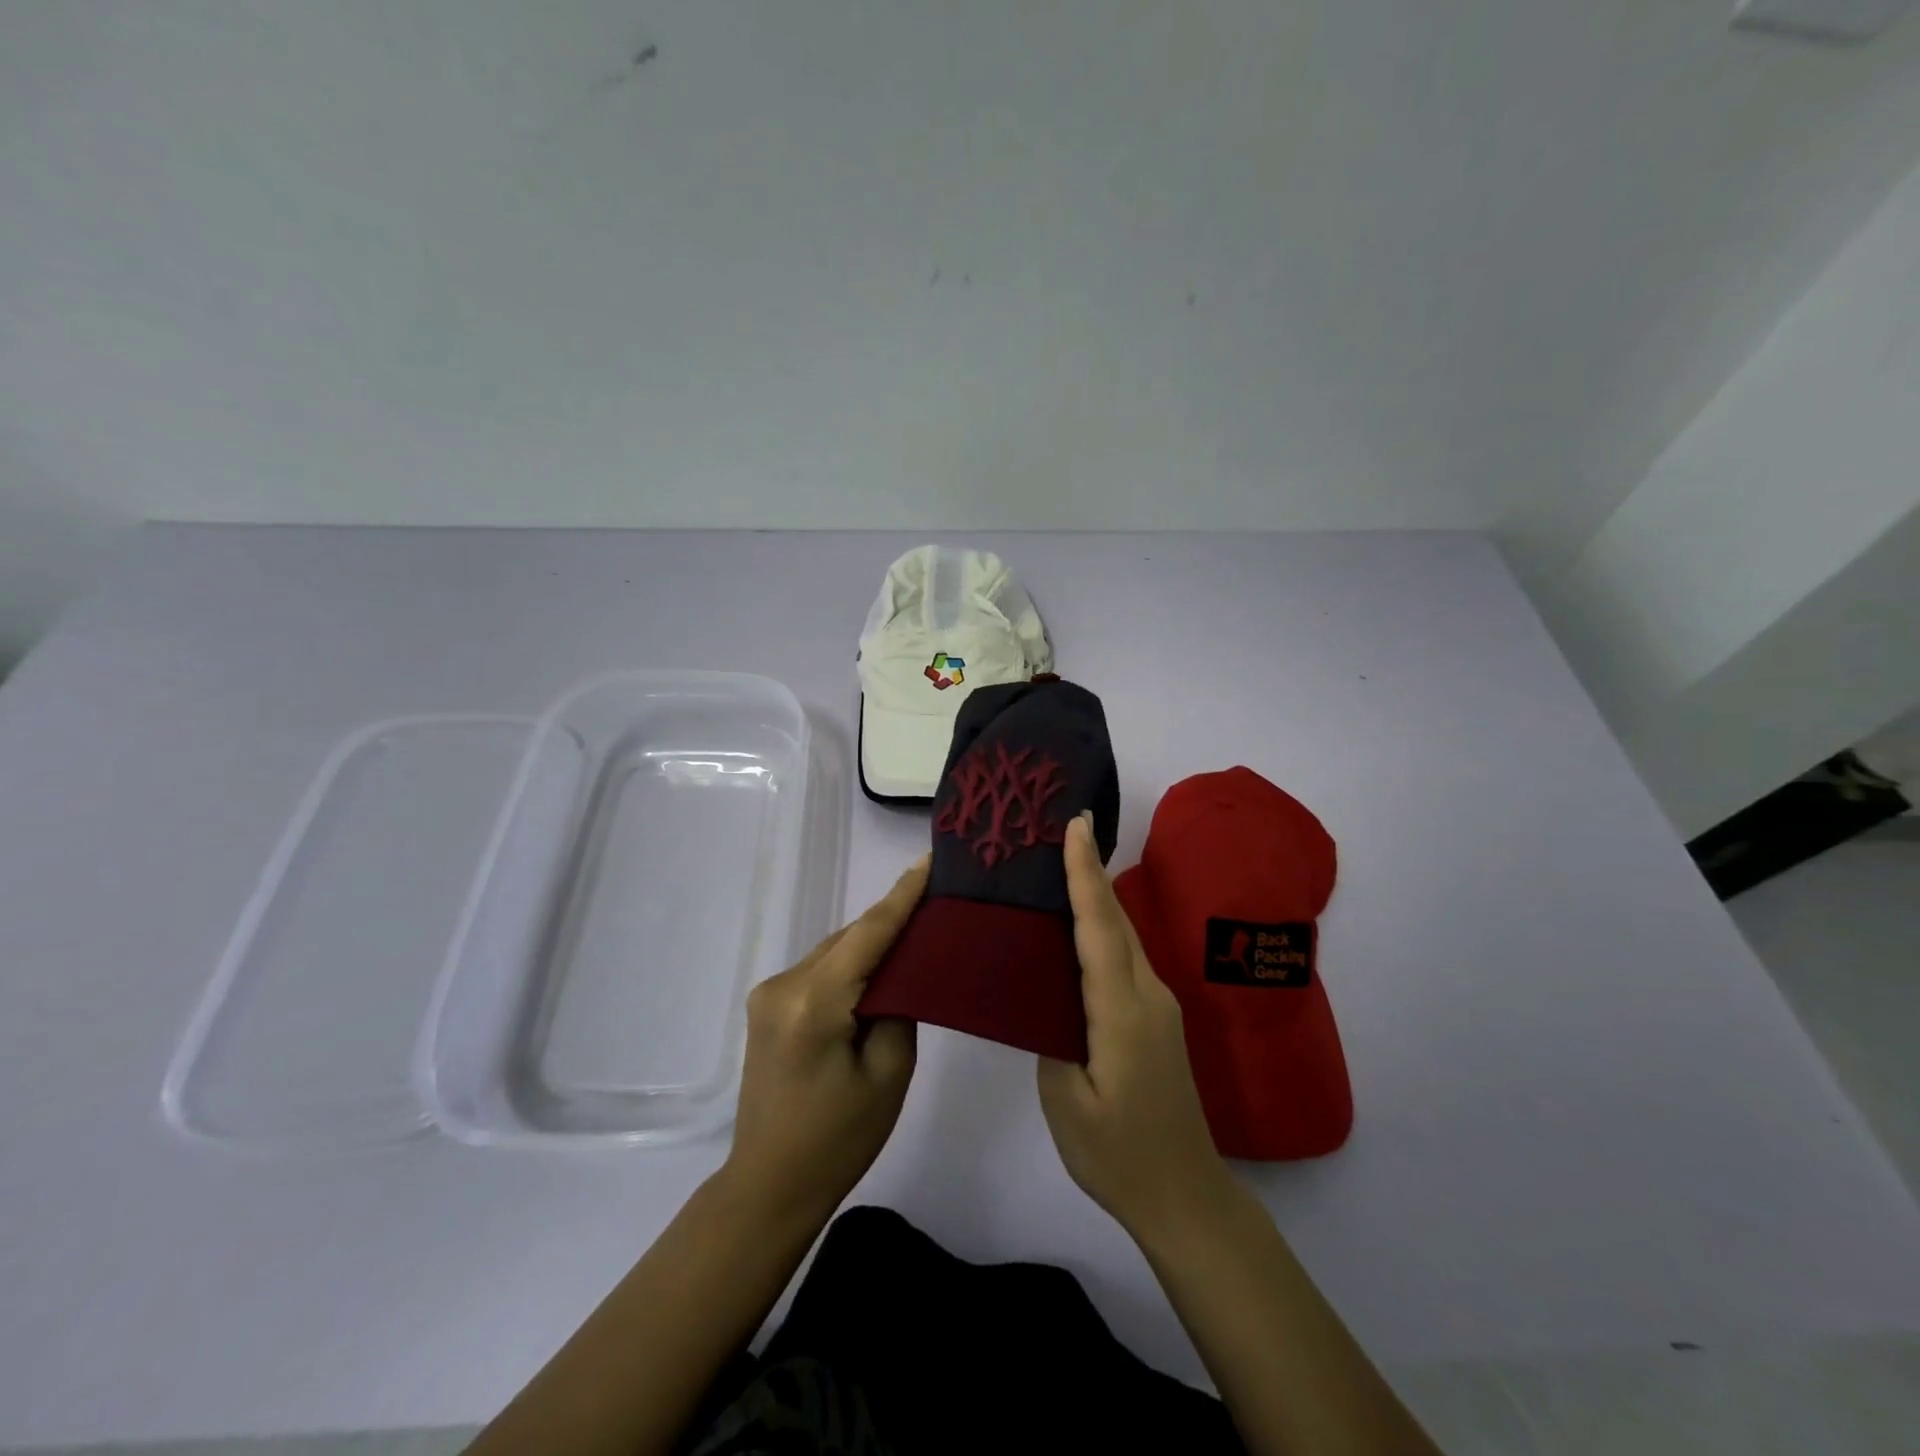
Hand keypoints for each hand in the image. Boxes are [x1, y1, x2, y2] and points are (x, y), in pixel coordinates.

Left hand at [720, 856, 929, 1225]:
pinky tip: (878, 968)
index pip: (868, 933)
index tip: (929, 859)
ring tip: (916, 932)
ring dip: (871, 944)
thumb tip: (900, 971)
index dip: (903, 895)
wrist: (769, 1185)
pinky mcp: (768, 1005)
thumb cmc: (838, 1139)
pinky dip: (850, 964)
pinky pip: (820, 969)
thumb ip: (899, 1007)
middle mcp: (784, 985)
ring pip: (834, 951)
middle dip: (892, 920)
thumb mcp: (889, 1073)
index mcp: (813, 1002)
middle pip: (849, 938)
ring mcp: (770, 993)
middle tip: (938, 902)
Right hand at [1038, 814, 1234, 1240]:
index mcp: (1122, 1010)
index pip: (1099, 926)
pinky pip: (1125, 957)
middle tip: (1061, 828)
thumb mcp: (1066, 1100)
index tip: (1074, 825)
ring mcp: (1158, 1004)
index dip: (1084, 872)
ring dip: (1096, 895)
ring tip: (1061, 866)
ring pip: (1122, 935)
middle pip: (1115, 919)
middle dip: (1090, 869)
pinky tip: (1078, 928)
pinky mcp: (1156, 1017)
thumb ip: (1052, 1034)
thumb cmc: (1117, 1154)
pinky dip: (1102, 928)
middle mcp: (1148, 993)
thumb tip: (1046, 991)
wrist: (1185, 1195)